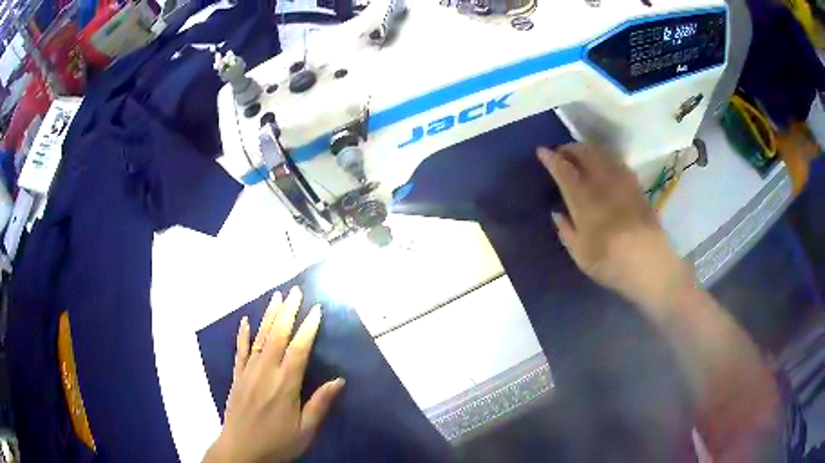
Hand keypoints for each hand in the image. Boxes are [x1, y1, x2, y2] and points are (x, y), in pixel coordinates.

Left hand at [205, 287, 344, 462]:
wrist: (241, 451)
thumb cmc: (277, 442)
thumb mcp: (305, 430)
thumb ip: (320, 404)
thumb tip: (339, 380)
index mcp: (285, 384)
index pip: (299, 349)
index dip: (308, 328)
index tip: (317, 310)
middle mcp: (266, 372)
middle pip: (278, 336)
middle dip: (288, 312)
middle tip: (295, 291)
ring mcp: (248, 372)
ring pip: (260, 338)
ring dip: (269, 316)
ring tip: (276, 297)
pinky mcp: (237, 377)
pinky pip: (240, 351)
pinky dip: (242, 335)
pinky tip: (245, 321)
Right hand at [537, 144, 694, 311]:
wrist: (651, 265)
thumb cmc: (611, 263)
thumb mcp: (580, 255)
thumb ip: (566, 231)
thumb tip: (557, 212)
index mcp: (584, 201)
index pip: (564, 171)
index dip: (551, 159)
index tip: (541, 151)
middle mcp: (603, 184)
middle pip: (585, 153)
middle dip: (570, 148)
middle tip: (561, 153)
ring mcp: (622, 182)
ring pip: (602, 154)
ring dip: (587, 149)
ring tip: (580, 155)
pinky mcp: (636, 186)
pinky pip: (617, 162)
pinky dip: (605, 158)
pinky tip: (604, 165)